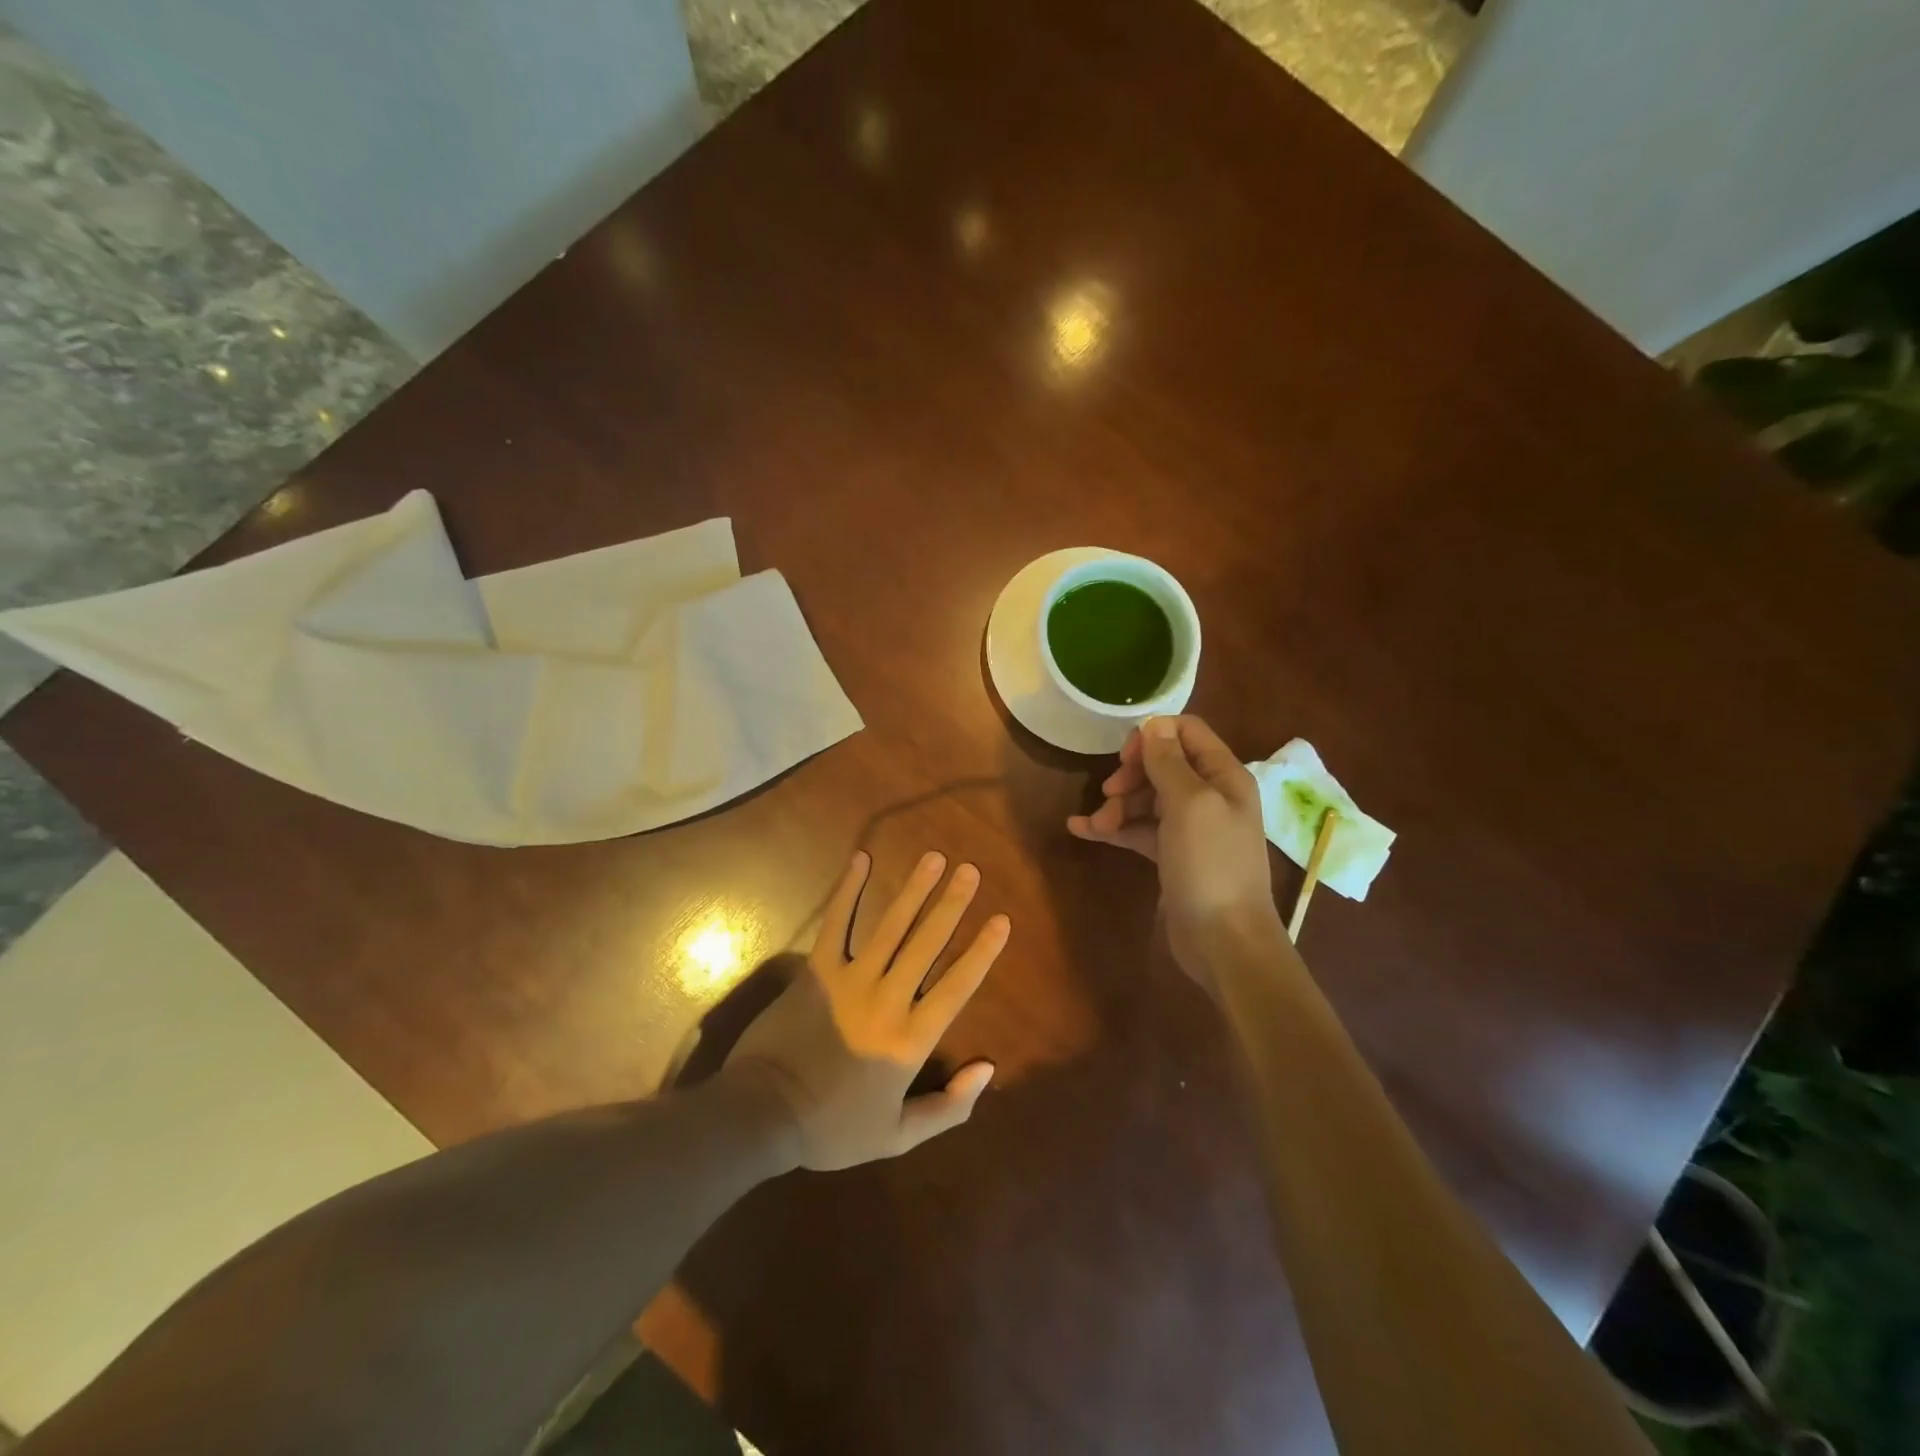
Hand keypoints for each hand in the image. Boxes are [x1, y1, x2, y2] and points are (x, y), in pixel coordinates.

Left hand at [726, 850, 1008, 1170]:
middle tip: (969, 870)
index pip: (957, 986)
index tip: (1001, 919)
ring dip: (914, 889)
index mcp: (911, 1039)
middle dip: (951, 903)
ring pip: (891, 926)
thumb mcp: (898, 1136)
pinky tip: (862, 860)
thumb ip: (948, 1107)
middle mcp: (888, 999)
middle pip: (927, 943)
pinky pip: (836, 923)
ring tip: (933, 858)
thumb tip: (987, 1069)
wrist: (765, 1114)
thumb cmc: (833, 1129)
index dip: (982, 951)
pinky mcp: (817, 969)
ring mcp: (850, 979)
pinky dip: (848, 890)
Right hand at [1067, 715, 1280, 978]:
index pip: (1187, 732)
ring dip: (1117, 806)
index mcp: (1224, 776)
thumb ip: (1168, 762)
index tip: (1125, 757)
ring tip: (1097, 826)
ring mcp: (1190, 828)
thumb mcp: (1189, 804)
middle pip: (1162, 766)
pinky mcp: (1172, 856)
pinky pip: (1139, 830)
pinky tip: (1081, 830)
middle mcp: (1210, 797)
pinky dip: (1113, 829)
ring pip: (1146, 800)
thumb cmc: (1210, 864)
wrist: (1224, 941)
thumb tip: (1153, 725)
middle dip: (1131, 776)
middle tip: (1109, 793)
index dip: (1153, 736)